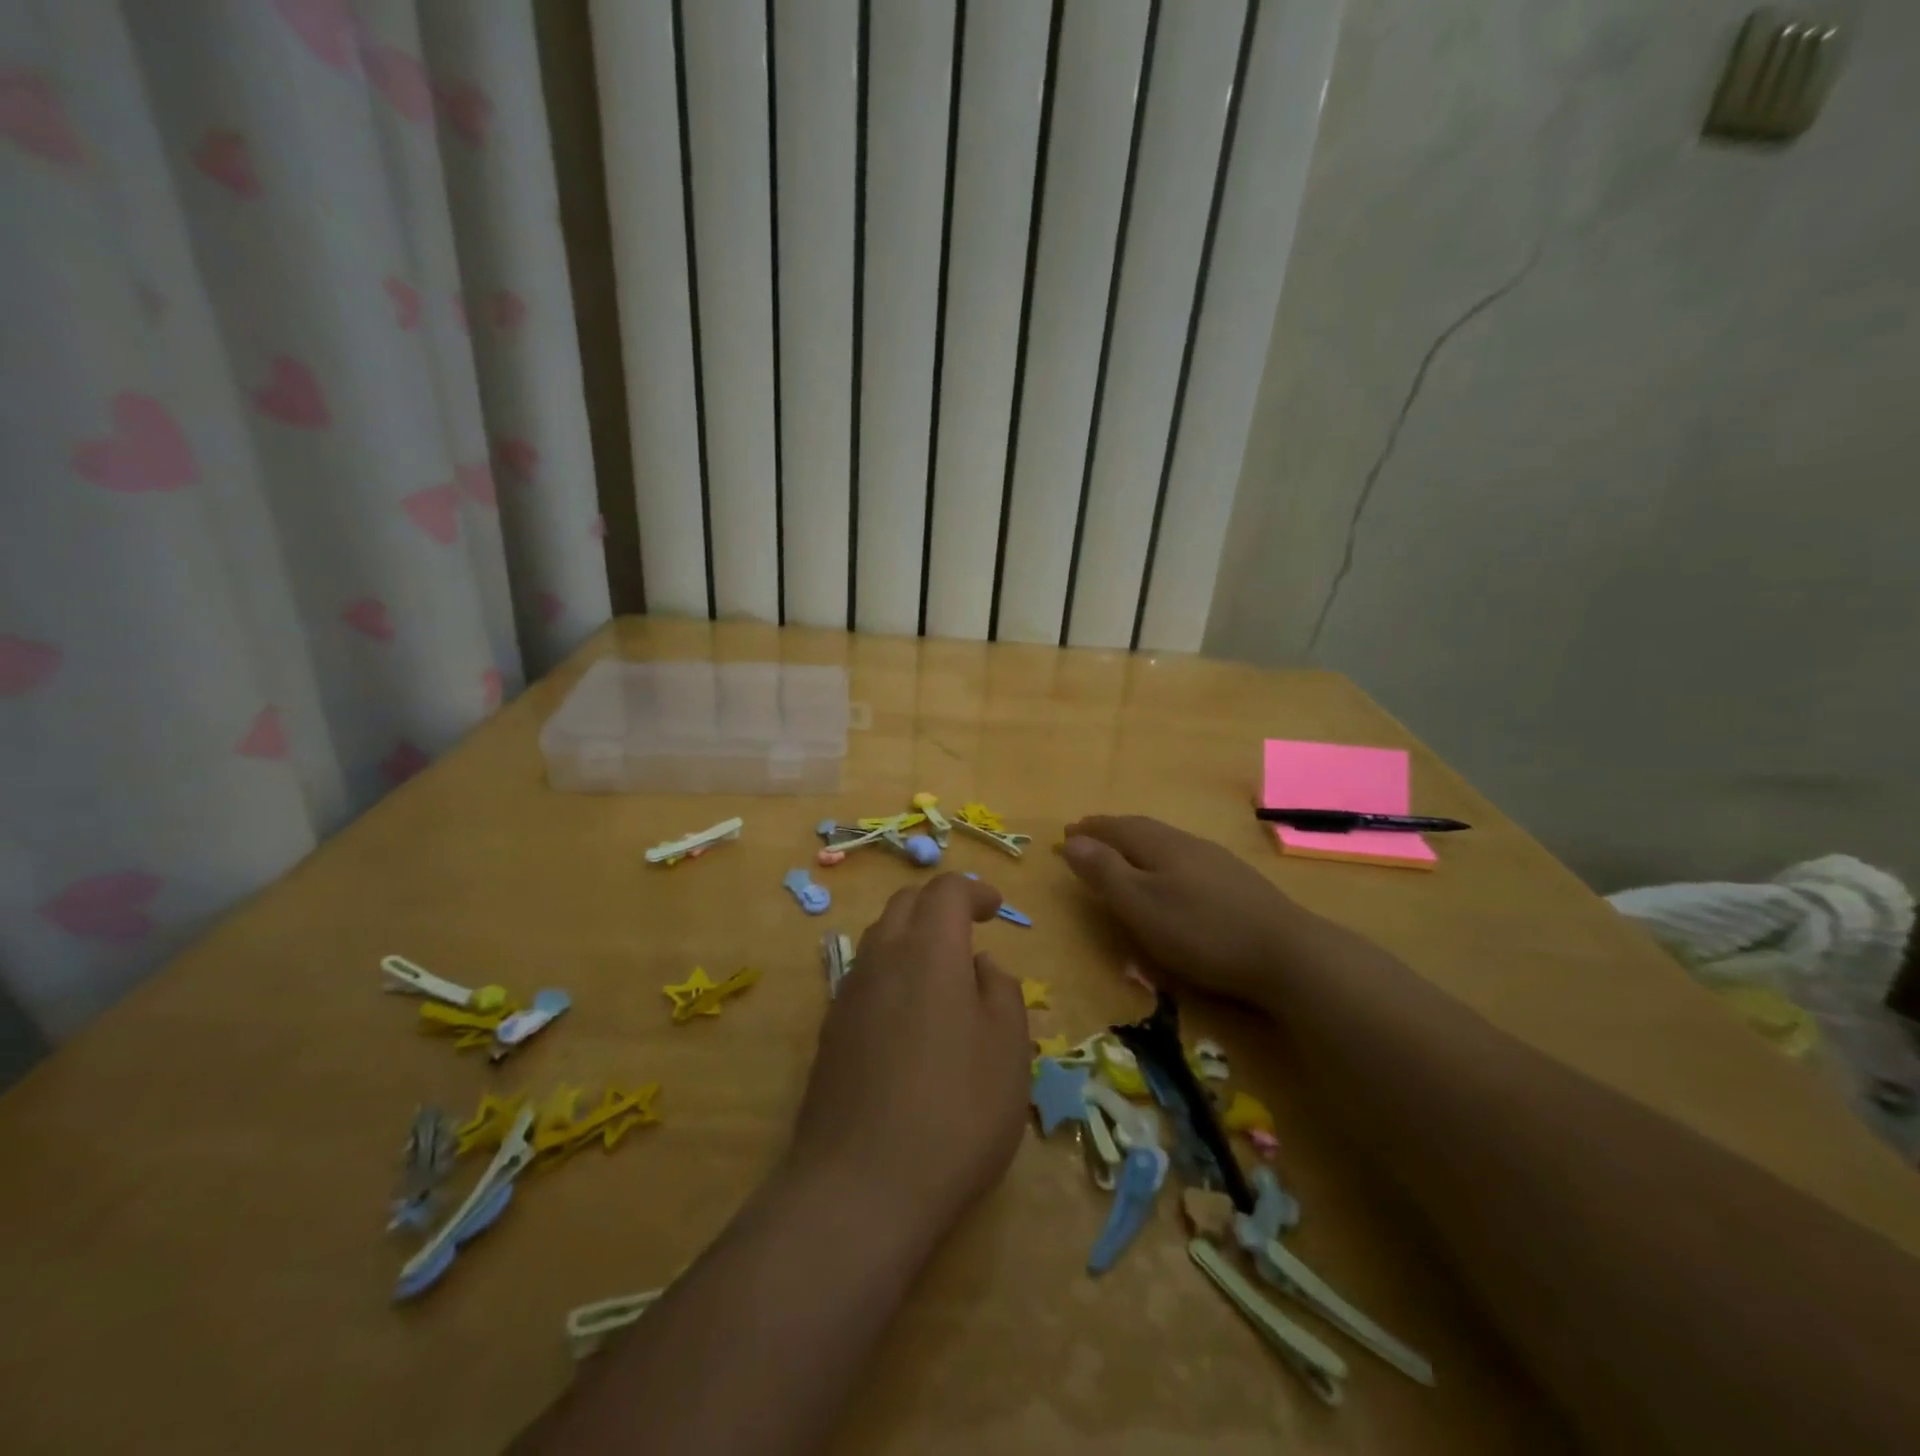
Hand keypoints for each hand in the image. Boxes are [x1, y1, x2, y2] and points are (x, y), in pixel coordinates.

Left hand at [784, 873, 1031, 1241]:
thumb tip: (981, 965)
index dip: (974, 890)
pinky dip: (893, 973)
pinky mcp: (831, 1031)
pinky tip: (910, 1018)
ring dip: (913, 938)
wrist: (860, 1187)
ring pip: (881, 938)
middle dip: (939, 905)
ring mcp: (849, 994)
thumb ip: (1001, 992)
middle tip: (969, 930)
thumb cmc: (955, 1112)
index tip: (995, 908)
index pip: (946, 890)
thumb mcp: (1008, 1051)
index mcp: (929, 950)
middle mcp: (882, 958)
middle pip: (906, 904)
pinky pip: (866, 977)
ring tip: (943, 974)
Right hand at [1061, 815, 1326, 1006]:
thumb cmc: (1201, 930)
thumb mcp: (1141, 904)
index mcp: (1160, 845)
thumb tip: (1072, 840)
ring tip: (1123, 853)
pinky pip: (1185, 859)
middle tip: (1089, 836)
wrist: (1287, 954)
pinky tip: (1172, 876)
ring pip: (1167, 843)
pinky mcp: (1237, 883)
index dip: (1091, 829)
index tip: (1068, 832)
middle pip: (1142, 829)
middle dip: (1112, 831)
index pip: (1117, 827)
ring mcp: (1216, 862)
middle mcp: (1187, 844)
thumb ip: (1105, 872)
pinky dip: (1163, 860)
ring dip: (1138, 844)